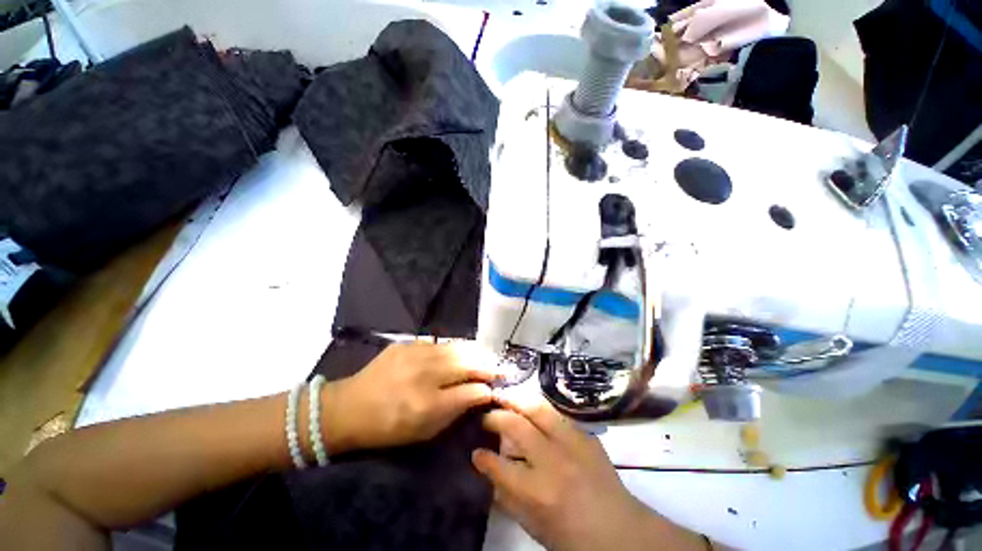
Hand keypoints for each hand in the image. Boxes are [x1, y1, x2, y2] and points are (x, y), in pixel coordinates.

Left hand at [321, 341, 501, 453]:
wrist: (348, 408)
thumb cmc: (388, 428)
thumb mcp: (424, 431)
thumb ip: (456, 411)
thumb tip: (481, 393)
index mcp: (427, 404)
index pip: (470, 391)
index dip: (487, 388)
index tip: (497, 387)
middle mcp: (423, 375)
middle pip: (467, 363)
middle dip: (487, 365)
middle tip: (499, 369)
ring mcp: (414, 354)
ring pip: (456, 348)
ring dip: (474, 353)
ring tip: (485, 358)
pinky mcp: (406, 344)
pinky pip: (439, 343)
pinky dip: (453, 349)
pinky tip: (458, 353)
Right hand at [472, 398, 704, 550]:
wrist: (621, 531)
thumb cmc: (573, 537)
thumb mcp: (533, 525)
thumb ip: (506, 495)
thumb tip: (486, 469)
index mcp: (538, 492)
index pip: (499, 465)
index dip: (482, 457)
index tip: (474, 450)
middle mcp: (553, 461)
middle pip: (516, 425)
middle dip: (496, 416)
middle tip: (486, 415)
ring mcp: (572, 443)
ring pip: (537, 408)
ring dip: (517, 400)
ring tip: (504, 396)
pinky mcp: (586, 435)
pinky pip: (557, 414)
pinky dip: (539, 409)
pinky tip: (531, 408)